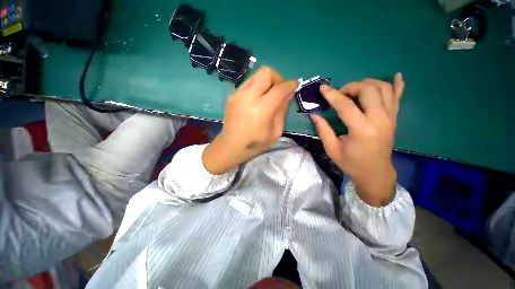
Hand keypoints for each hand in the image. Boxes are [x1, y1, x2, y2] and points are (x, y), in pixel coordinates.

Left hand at [203, 66, 297, 174]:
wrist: (231, 145)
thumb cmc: (256, 143)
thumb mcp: (276, 131)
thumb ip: (282, 110)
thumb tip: (288, 93)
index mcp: (261, 109)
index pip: (279, 89)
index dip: (290, 84)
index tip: (295, 85)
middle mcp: (248, 97)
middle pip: (266, 72)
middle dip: (278, 78)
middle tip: (280, 90)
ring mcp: (237, 94)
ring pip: (257, 74)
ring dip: (267, 81)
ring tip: (269, 95)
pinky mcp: (232, 95)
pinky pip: (249, 83)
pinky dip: (258, 86)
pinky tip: (258, 99)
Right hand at [311, 74, 404, 206]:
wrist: (375, 173)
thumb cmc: (351, 163)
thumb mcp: (332, 149)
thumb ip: (323, 130)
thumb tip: (314, 115)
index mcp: (362, 130)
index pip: (346, 106)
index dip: (332, 95)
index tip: (322, 88)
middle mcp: (380, 120)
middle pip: (368, 90)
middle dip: (351, 87)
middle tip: (339, 94)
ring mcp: (390, 117)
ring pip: (384, 88)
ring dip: (367, 84)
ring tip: (355, 90)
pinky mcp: (394, 118)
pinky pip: (398, 97)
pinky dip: (397, 84)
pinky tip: (397, 75)